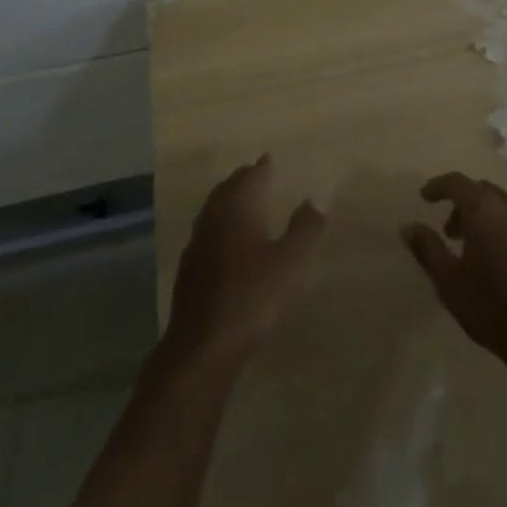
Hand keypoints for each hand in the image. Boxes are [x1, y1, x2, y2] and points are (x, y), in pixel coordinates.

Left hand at [165, 155, 325, 368]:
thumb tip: (317, 196)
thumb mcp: (289, 263)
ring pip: (214, 208)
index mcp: (238, 207)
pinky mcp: (189, 267)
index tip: (270, 159)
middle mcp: (214, 215)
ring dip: (229, 200)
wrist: (201, 346)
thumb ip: (306, 228)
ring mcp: (197, 241)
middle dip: (244, 179)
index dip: (263, 167)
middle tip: (257, 174)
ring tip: (244, 203)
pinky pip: (206, 232)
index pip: (252, 175)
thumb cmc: (251, 297)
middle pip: (229, 188)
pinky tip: (226, 242)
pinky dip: (219, 225)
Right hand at [402, 172, 506, 382]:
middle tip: (448, 231)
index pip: (456, 182)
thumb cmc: (493, 307)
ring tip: (471, 251)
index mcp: (483, 209)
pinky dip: (502, 231)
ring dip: (482, 218)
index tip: (424, 197)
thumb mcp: (449, 282)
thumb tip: (408, 226)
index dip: (438, 186)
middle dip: (461, 204)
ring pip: (501, 208)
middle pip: (481, 192)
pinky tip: (499, 264)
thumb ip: (427, 249)